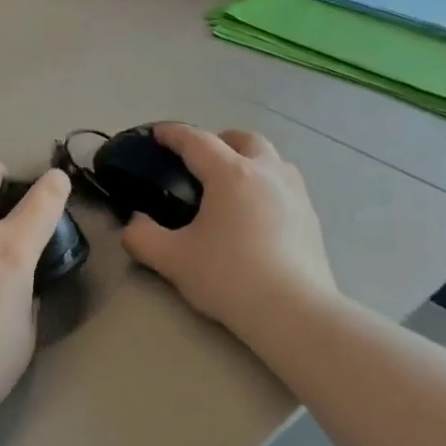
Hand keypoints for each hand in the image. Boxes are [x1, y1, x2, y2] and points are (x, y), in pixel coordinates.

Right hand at [121, 124, 336, 344]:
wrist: (293, 311)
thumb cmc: (229, 277)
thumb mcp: (174, 260)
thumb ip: (143, 237)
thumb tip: (134, 224)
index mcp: (231, 174)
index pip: (197, 141)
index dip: (174, 134)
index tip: (159, 133)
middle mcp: (267, 172)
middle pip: (244, 139)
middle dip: (220, 140)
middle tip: (201, 160)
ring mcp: (295, 192)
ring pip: (272, 158)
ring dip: (250, 159)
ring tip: (233, 183)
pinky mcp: (311, 216)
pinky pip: (286, 184)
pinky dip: (268, 184)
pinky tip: (259, 212)